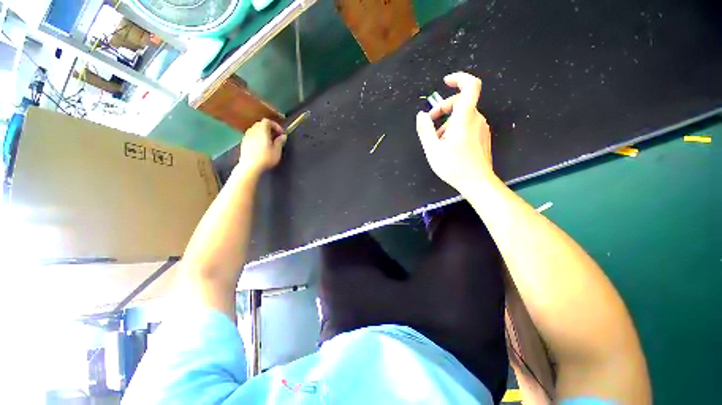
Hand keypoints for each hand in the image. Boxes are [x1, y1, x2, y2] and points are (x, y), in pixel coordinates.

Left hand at [238, 118, 286, 175]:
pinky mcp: (243, 143)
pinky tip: (260, 146)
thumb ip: (280, 142)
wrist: (250, 166)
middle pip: (260, 124)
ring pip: (254, 129)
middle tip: (275, 136)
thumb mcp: (277, 151)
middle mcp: (253, 131)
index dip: (275, 125)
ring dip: (262, 132)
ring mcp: (246, 137)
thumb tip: (283, 136)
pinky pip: (251, 136)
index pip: (267, 121)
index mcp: (262, 131)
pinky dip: (256, 137)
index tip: (281, 133)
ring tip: (268, 141)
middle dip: (268, 128)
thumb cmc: (266, 158)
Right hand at [416, 72, 494, 192]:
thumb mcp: (433, 150)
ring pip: (463, 116)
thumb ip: (425, 130)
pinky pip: (467, 125)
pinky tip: (447, 145)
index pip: (470, 86)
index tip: (445, 82)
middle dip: (443, 108)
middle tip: (429, 121)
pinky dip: (455, 128)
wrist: (477, 182)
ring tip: (436, 139)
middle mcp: (476, 119)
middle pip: (461, 102)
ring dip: (447, 122)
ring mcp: (481, 128)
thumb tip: (421, 115)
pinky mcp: (482, 137)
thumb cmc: (454, 166)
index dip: (459, 79)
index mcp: (465, 118)